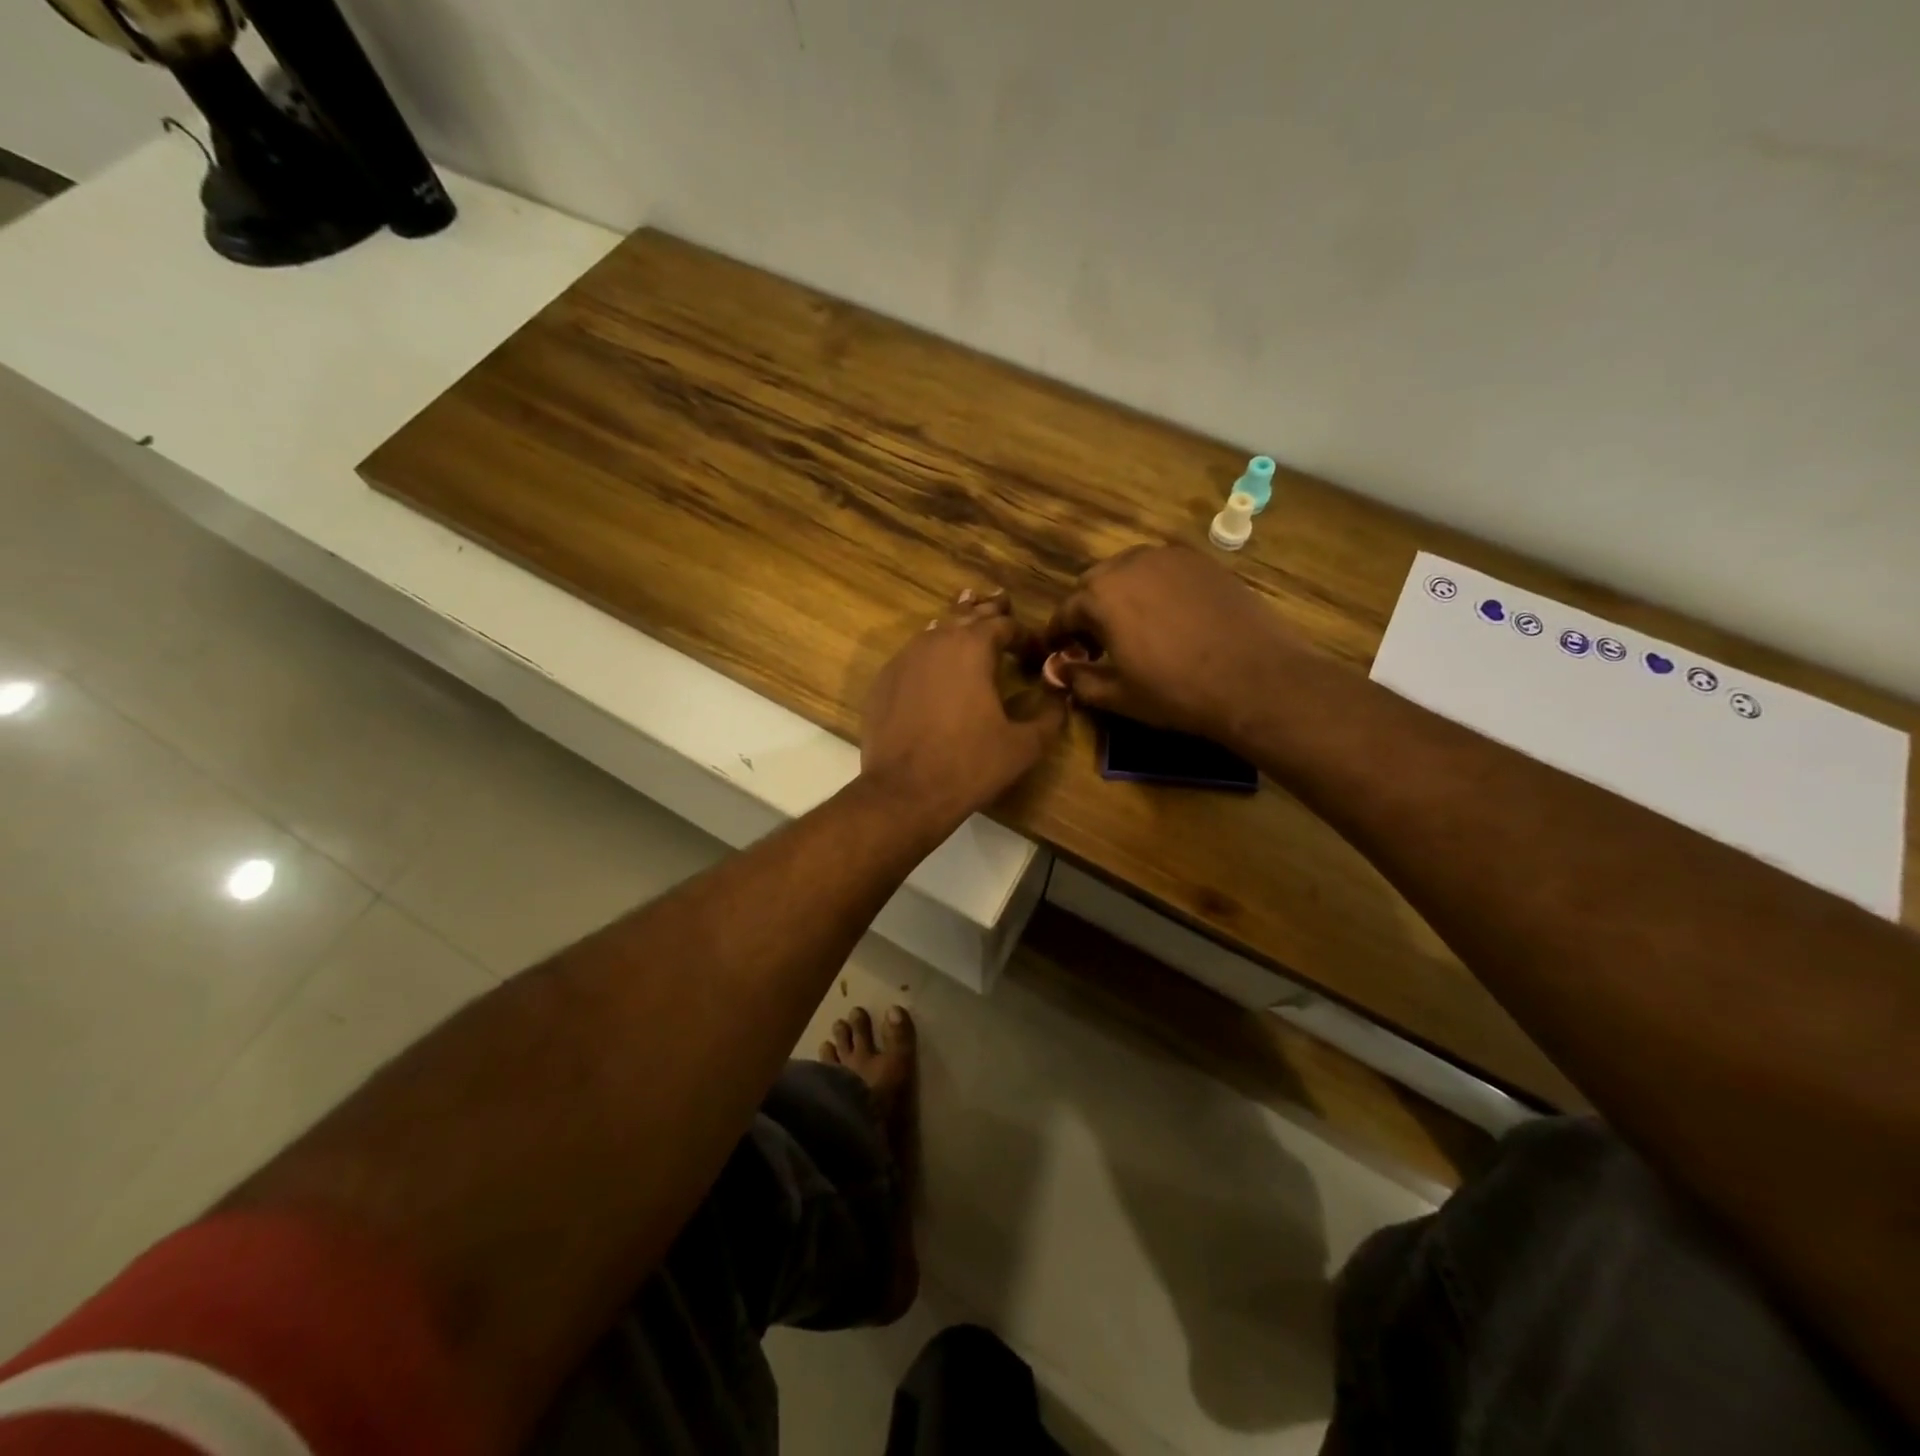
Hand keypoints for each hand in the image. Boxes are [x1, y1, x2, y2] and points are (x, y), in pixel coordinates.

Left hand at [861, 588, 1066, 828]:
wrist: (903, 793)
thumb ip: (1051, 715)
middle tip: (1002, 601)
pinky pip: (912, 655)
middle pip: (966, 615)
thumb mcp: (1024, 745)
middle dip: (988, 610)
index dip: (1026, 636)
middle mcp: (935, 642)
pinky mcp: (883, 682)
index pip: (1004, 625)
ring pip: (935, 630)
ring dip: (956, 624)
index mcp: (972, 647)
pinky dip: (930, 651)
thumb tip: (1062, 694)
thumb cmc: (969, 766)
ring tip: (968, 614)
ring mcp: (903, 659)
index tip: (1038, 652)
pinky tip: (934, 661)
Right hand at [1041, 545, 1302, 741]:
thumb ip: (1078, 679)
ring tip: (1132, 625)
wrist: (1255, 678)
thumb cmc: (1176, 691)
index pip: (1065, 612)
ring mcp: (1170, 557)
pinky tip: (1169, 615)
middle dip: (1088, 609)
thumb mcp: (1117, 695)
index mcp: (1101, 595)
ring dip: (1121, 593)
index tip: (1059, 652)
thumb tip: (1056, 671)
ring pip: (1129, 569)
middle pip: (1094, 582)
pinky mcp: (1203, 562)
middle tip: (1096, 641)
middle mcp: (1130, 564)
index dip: (1058, 635)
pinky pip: (1164, 569)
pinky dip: (1155, 587)